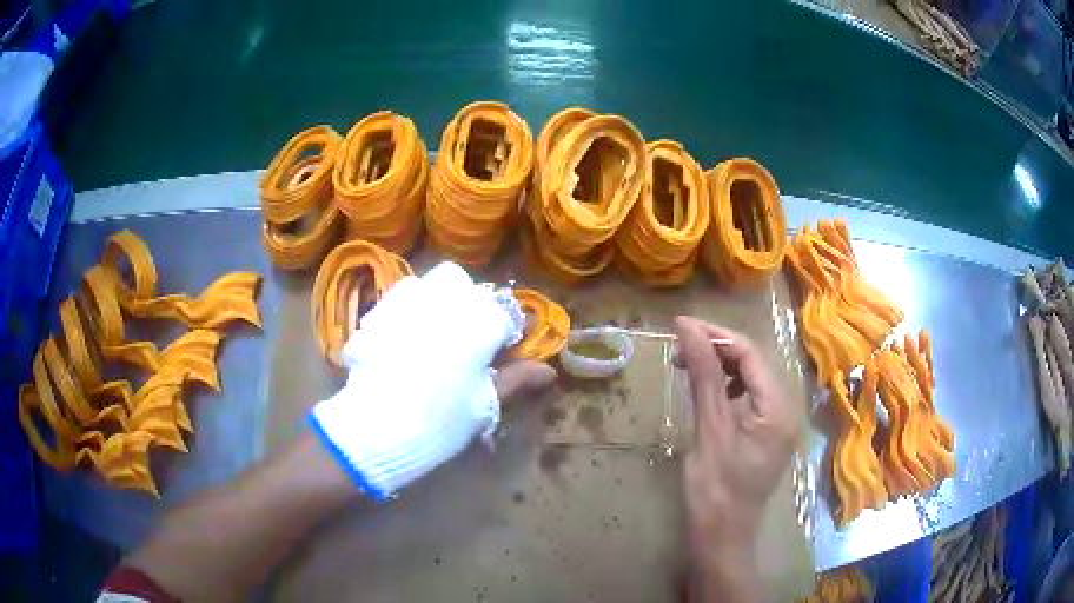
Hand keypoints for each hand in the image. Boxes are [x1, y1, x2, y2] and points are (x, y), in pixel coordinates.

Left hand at [311, 262, 554, 499]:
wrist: (379, 427)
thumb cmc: (441, 419)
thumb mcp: (485, 403)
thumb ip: (516, 380)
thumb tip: (548, 371)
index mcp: (478, 322)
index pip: (503, 313)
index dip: (505, 330)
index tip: (502, 347)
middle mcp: (445, 300)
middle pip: (465, 287)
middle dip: (471, 305)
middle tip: (467, 337)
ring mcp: (409, 301)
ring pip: (432, 284)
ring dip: (441, 299)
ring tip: (437, 331)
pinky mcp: (382, 311)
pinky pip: (402, 297)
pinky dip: (411, 307)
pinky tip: (407, 335)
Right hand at [674, 316, 799, 599]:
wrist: (721, 537)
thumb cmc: (714, 490)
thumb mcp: (709, 430)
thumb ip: (704, 376)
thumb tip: (688, 328)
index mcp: (778, 407)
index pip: (750, 353)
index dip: (715, 335)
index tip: (679, 326)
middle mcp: (785, 409)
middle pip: (753, 362)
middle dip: (716, 349)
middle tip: (678, 346)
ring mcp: (777, 422)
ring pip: (750, 377)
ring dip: (720, 366)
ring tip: (688, 365)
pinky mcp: (765, 433)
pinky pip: (749, 396)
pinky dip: (726, 386)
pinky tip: (708, 391)